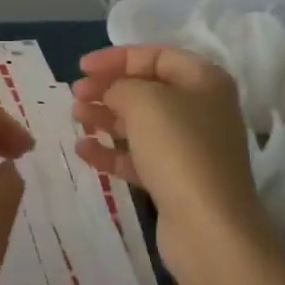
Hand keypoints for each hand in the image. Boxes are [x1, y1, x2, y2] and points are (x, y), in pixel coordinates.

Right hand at [72, 46, 274, 284]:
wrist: (209, 229)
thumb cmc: (179, 149)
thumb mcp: (143, 101)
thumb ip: (120, 85)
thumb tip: (111, 91)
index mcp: (203, 80)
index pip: (155, 56)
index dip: (116, 58)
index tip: (82, 67)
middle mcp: (201, 109)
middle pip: (147, 89)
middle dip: (108, 89)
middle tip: (75, 95)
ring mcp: (191, 148)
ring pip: (140, 124)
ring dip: (105, 117)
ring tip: (76, 119)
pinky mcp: (177, 181)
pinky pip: (139, 156)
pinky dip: (112, 151)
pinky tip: (83, 150)